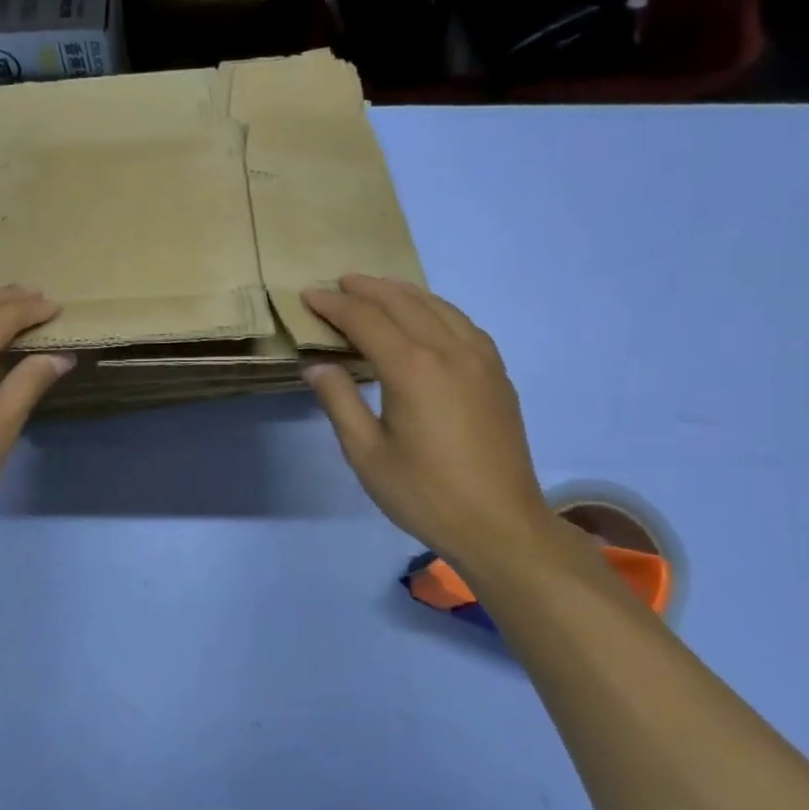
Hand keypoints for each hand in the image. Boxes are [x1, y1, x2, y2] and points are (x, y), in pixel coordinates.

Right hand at [302, 275, 551, 566]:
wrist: (500, 524)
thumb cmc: (424, 493)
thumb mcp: (367, 453)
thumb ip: (339, 401)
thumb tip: (316, 365)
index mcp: (412, 368)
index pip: (366, 320)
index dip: (334, 305)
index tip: (308, 296)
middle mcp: (449, 351)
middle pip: (403, 302)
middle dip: (367, 289)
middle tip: (338, 284)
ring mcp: (481, 359)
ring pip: (438, 306)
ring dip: (403, 293)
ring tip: (376, 290)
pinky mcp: (497, 374)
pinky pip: (463, 323)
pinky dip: (435, 309)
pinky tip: (426, 317)